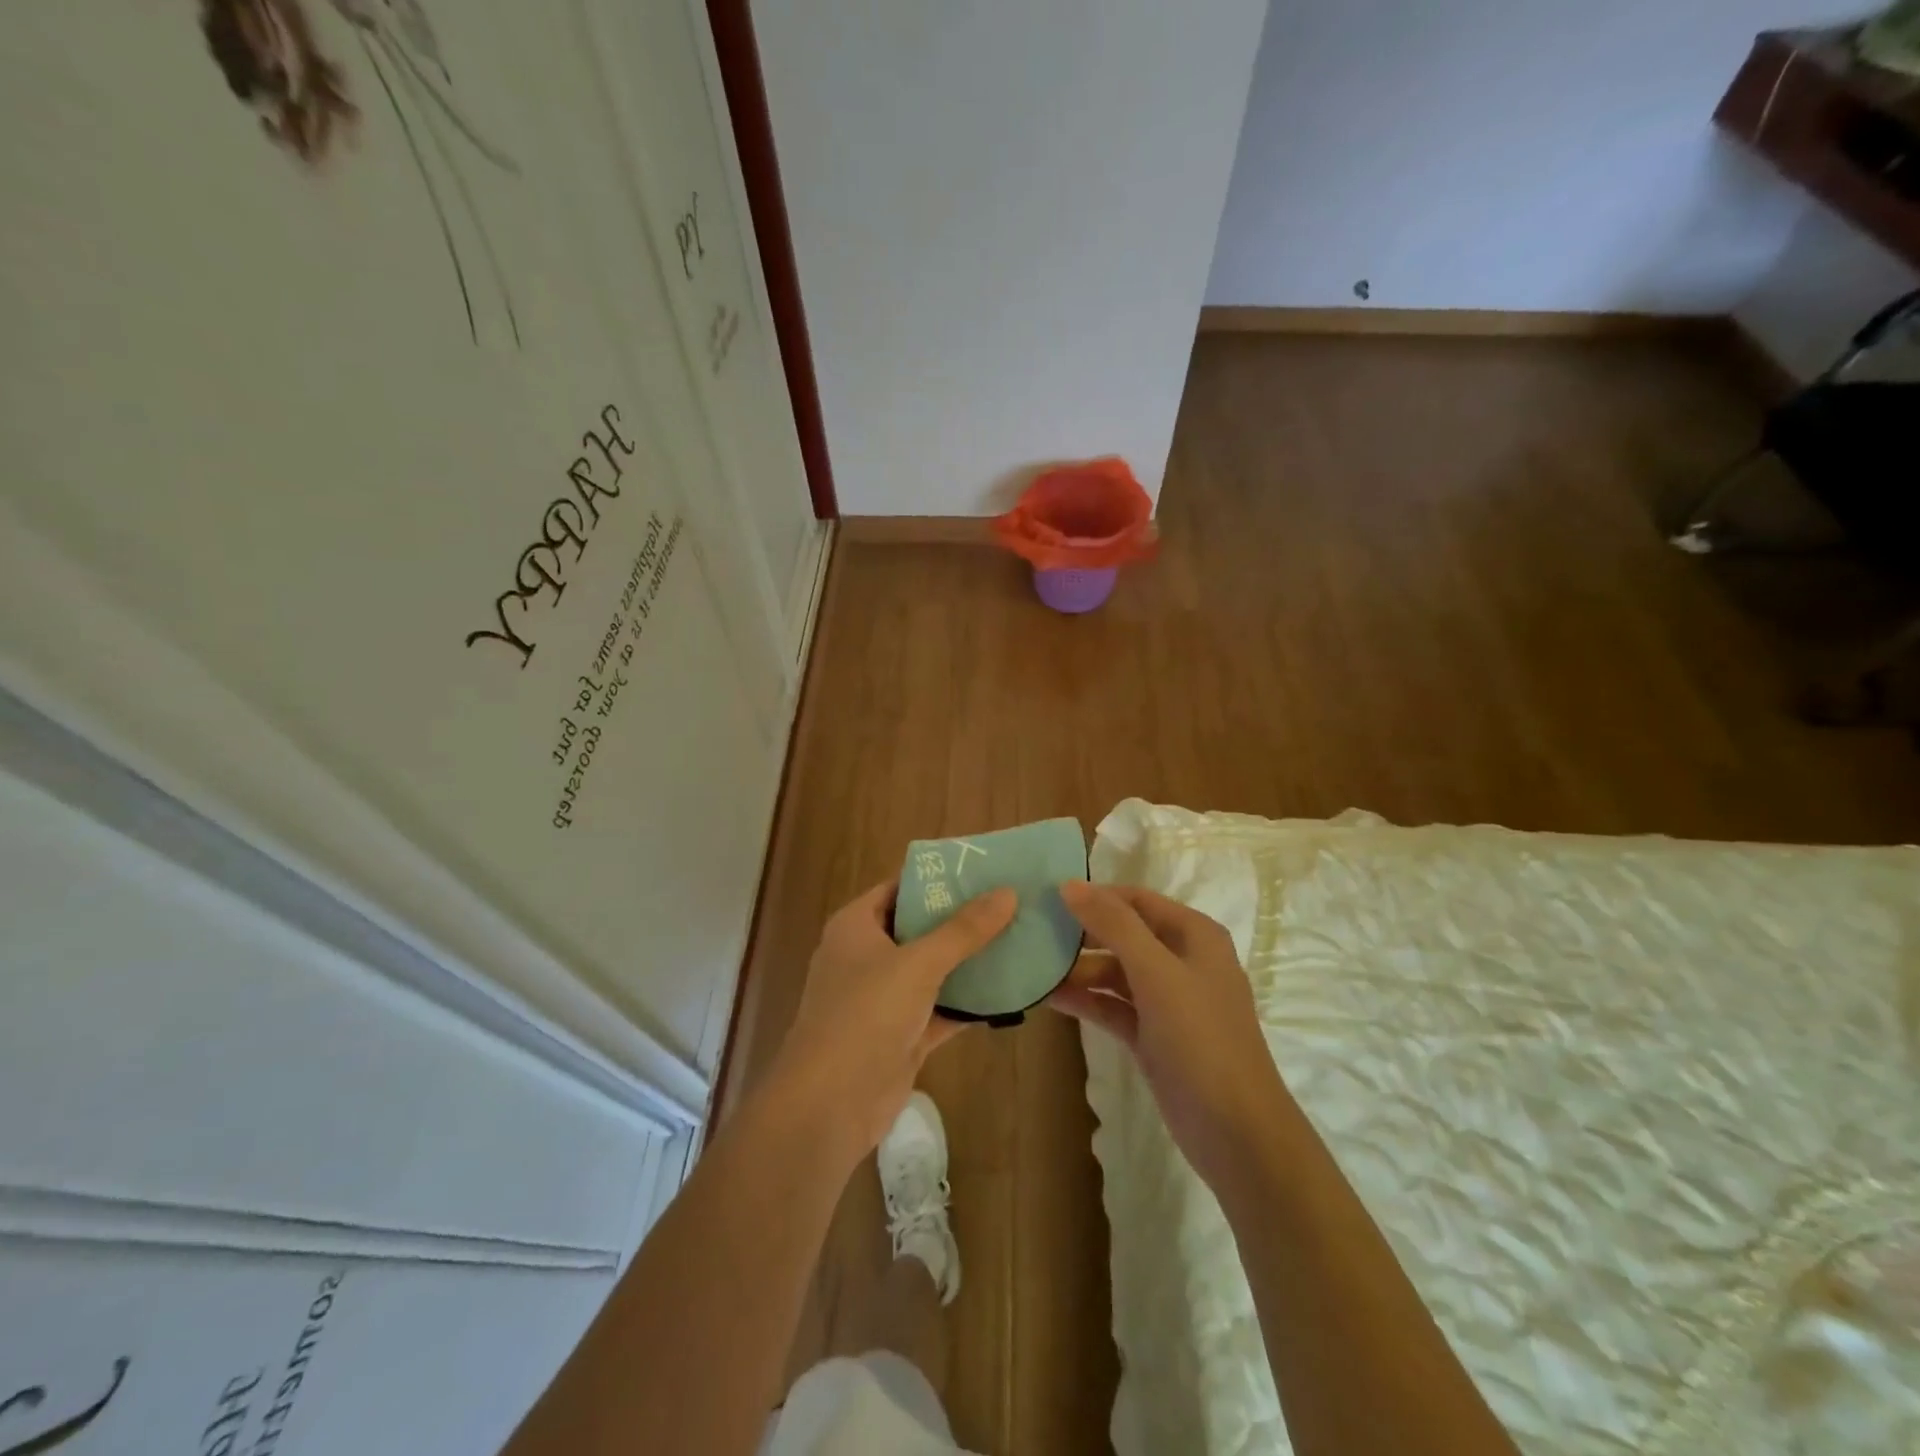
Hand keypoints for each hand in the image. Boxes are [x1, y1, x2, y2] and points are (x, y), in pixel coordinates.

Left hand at [768, 880, 1016, 1166]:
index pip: (899, 888)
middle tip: (1010, 902)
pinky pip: (940, 1009)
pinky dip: (968, 1002)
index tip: (983, 869)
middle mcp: (867, 956)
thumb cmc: (865, 1014)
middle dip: (961, 918)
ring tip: (1018, 938)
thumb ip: (964, 930)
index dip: (937, 878)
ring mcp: (883, 998)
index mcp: (856, 926)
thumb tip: (1007, 892)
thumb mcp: (918, 963)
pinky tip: (1008, 991)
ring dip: (968, 961)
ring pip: (932, 970)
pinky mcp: (901, 1035)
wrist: (830, 1104)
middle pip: (919, 927)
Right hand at [1051, 881, 1287, 1190]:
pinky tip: (1050, 997)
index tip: (1048, 896)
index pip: (1137, 900)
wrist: (1237, 1134)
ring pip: (1116, 973)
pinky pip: (1114, 1006)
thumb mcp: (1157, 973)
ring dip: (1079, 970)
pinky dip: (1087, 1000)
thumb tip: (1070, 884)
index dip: (1095, 895)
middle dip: (1082, 933)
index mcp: (1194, 936)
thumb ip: (1114, 925)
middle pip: (1124, 934)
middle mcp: (1182, 961)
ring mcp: (1168, 1002)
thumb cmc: (1201, 1039)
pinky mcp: (1154, 1036)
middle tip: (1033, 930)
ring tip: (1033, 966)